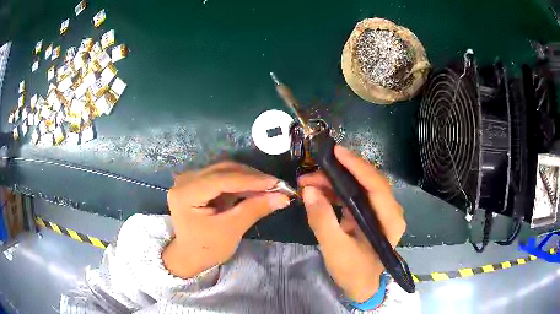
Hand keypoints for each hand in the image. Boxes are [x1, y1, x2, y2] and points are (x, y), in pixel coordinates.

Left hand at [163, 162, 289, 278]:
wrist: (188, 256)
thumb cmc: (206, 249)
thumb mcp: (230, 231)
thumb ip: (254, 210)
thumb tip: (282, 197)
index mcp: (186, 193)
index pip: (222, 179)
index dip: (251, 180)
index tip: (277, 183)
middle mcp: (185, 180)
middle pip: (222, 170)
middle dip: (251, 177)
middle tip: (276, 186)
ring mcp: (189, 180)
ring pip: (223, 171)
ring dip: (247, 178)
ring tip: (268, 188)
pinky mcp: (196, 184)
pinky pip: (221, 177)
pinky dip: (239, 183)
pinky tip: (253, 189)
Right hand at [298, 146, 405, 302]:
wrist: (360, 286)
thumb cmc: (353, 271)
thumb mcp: (335, 249)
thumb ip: (322, 220)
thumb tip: (309, 191)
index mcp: (390, 219)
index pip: (376, 185)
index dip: (358, 166)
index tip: (337, 152)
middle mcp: (389, 210)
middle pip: (368, 181)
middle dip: (340, 172)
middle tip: (313, 169)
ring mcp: (379, 211)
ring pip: (358, 186)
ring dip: (334, 181)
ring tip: (308, 181)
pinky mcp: (368, 214)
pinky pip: (353, 195)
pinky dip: (334, 191)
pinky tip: (317, 192)